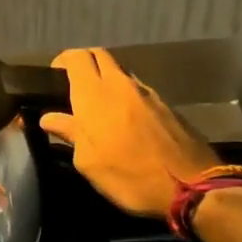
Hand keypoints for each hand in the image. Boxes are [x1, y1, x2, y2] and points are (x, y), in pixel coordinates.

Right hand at [39, 48, 219, 216]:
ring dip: (106, 81)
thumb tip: (49, 118)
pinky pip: (138, 90)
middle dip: (84, 65)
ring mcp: (147, 92)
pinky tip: (124, 121)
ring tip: (99, 108)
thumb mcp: (89, 162)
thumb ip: (70, 133)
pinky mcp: (166, 104)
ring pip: (120, 72)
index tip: (53, 79)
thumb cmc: (129, 176)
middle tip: (73, 90)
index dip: (62, 62)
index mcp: (95, 94)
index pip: (75, 57)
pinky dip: (125, 96)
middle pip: (99, 56)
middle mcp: (121, 84)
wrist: (191, 186)